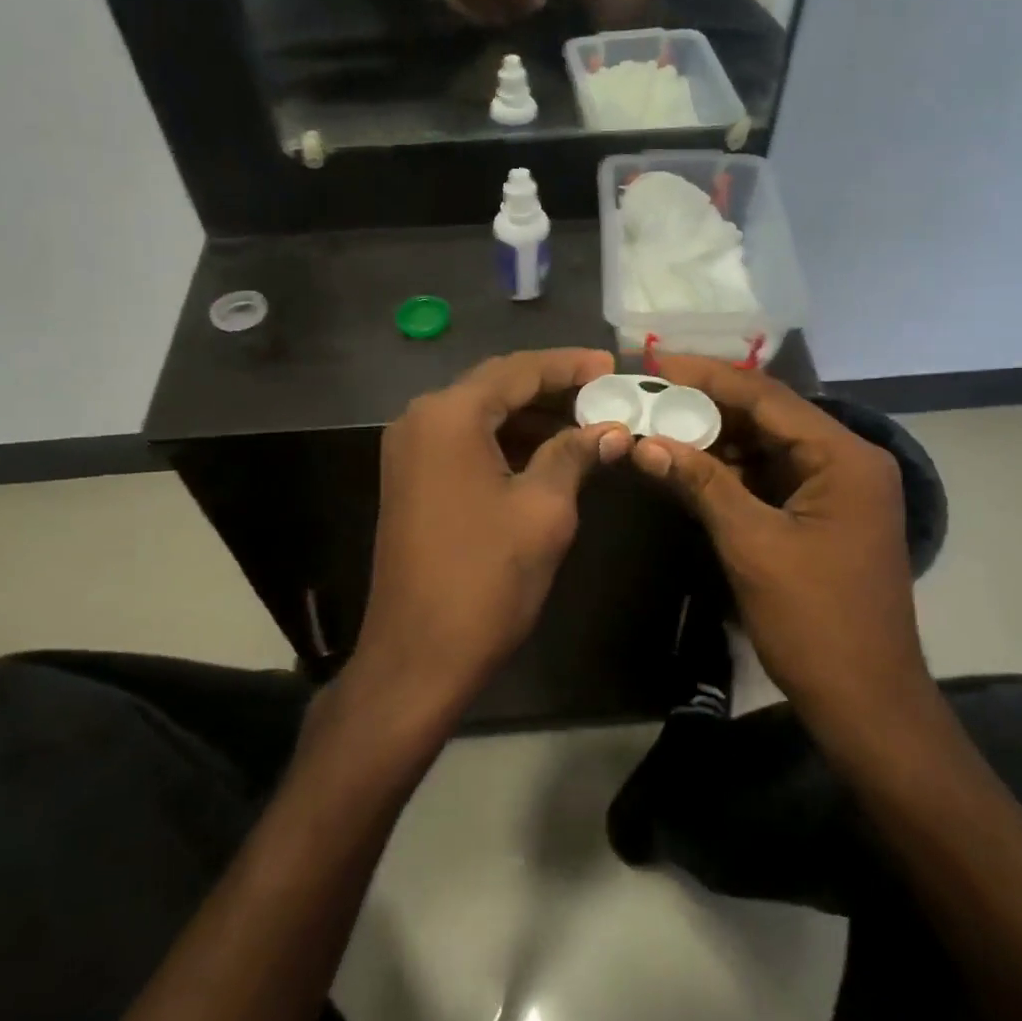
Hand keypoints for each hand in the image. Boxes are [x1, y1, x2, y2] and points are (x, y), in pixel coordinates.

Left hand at [358, 350, 632, 712]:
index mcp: (449, 415)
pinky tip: (547, 453)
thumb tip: (611, 430)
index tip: (612, 366)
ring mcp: (410, 451)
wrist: (418, 654)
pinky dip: (505, 442)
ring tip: (586, 423)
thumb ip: (574, 455)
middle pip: (496, 386)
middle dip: (552, 388)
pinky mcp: (411, 479)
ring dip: (531, 417)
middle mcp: (420, 419)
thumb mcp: (543, 510)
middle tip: (604, 394)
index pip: (518, 371)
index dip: (569, 366)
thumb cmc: (486, 578)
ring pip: (480, 415)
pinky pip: (465, 442)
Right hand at [629, 356, 929, 733]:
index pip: (767, 397)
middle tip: (650, 392)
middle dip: (708, 405)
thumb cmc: (814, 620)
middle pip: (769, 416)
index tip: (657, 363)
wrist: (864, 700)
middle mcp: (847, 461)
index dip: (708, 377)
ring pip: (767, 446)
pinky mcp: (822, 514)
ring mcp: (836, 489)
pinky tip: (688, 464)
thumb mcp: (751, 544)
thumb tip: (646, 442)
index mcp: (844, 457)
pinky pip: (770, 477)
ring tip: (659, 423)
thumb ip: (702, 483)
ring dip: (716, 438)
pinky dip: (731, 471)